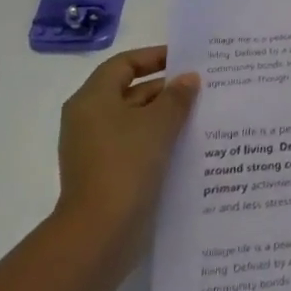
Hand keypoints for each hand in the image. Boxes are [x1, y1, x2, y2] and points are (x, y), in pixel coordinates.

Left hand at [55, 46, 200, 238]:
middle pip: (130, 91)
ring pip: (135, 121)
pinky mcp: (105, 174)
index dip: (155, 57)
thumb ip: (177, 96)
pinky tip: (186, 145)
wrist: (100, 233)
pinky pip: (135, 146)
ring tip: (201, 115)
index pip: (124, 64)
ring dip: (165, 116)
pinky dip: (158, 141)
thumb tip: (189, 79)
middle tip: (202, 88)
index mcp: (92, 99)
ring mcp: (95, 149)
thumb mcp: (159, 123)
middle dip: (166, 89)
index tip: (186, 59)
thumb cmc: (126, 164)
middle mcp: (88, 120)